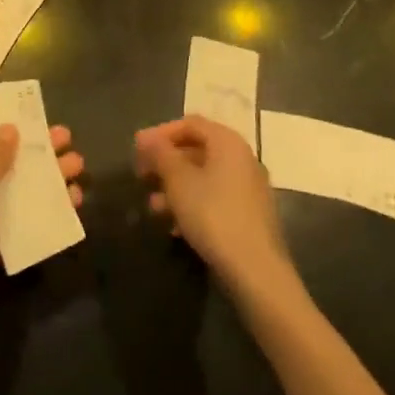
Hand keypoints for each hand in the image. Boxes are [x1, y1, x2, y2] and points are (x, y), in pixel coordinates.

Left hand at [0, 122, 83, 338]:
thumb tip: (8, 127)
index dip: (1, 120)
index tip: (29, 111)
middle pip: (4, 157)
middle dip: (35, 148)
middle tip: (66, 137)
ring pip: (18, 186)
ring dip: (47, 176)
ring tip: (79, 166)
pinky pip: (23, 215)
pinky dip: (45, 207)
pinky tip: (73, 202)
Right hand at [136, 116, 292, 296]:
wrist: (256, 271)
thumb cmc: (213, 215)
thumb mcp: (178, 181)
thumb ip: (160, 154)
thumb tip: (145, 137)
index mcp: (227, 142)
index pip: (190, 123)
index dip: (161, 133)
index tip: (138, 150)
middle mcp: (242, 158)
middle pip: (197, 149)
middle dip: (166, 162)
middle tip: (142, 175)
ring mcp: (249, 187)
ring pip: (204, 177)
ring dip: (176, 187)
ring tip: (153, 206)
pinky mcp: (250, 215)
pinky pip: (215, 198)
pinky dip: (193, 204)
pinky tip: (175, 227)